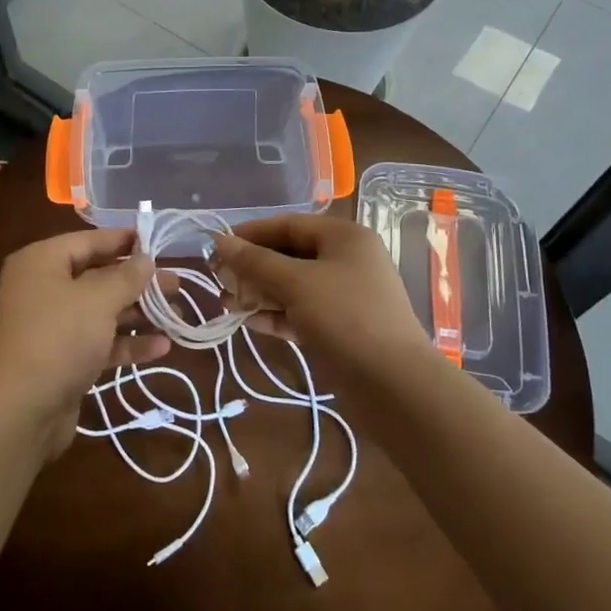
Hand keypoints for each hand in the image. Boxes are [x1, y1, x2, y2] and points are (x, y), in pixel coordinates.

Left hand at [0, 228, 168, 456]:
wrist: (21, 411)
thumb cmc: (59, 338)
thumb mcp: (98, 300)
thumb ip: (126, 277)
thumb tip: (146, 259)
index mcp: (41, 263)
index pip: (88, 241)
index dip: (123, 240)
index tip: (156, 240)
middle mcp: (42, 289)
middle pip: (97, 277)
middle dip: (138, 282)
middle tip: (176, 283)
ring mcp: (51, 326)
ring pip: (101, 311)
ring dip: (138, 314)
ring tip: (176, 315)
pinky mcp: (61, 359)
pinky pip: (98, 341)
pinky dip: (127, 342)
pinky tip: (162, 346)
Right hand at [210, 215, 429, 381]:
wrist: (395, 385)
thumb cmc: (345, 317)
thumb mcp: (296, 283)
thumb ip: (255, 262)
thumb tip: (219, 241)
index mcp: (343, 237)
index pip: (288, 225)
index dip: (250, 234)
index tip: (216, 247)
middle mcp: (346, 260)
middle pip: (289, 255)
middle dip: (253, 267)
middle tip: (219, 280)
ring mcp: (344, 296)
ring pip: (293, 286)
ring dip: (259, 293)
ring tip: (226, 304)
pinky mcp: (340, 328)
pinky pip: (300, 312)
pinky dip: (275, 314)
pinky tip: (247, 321)